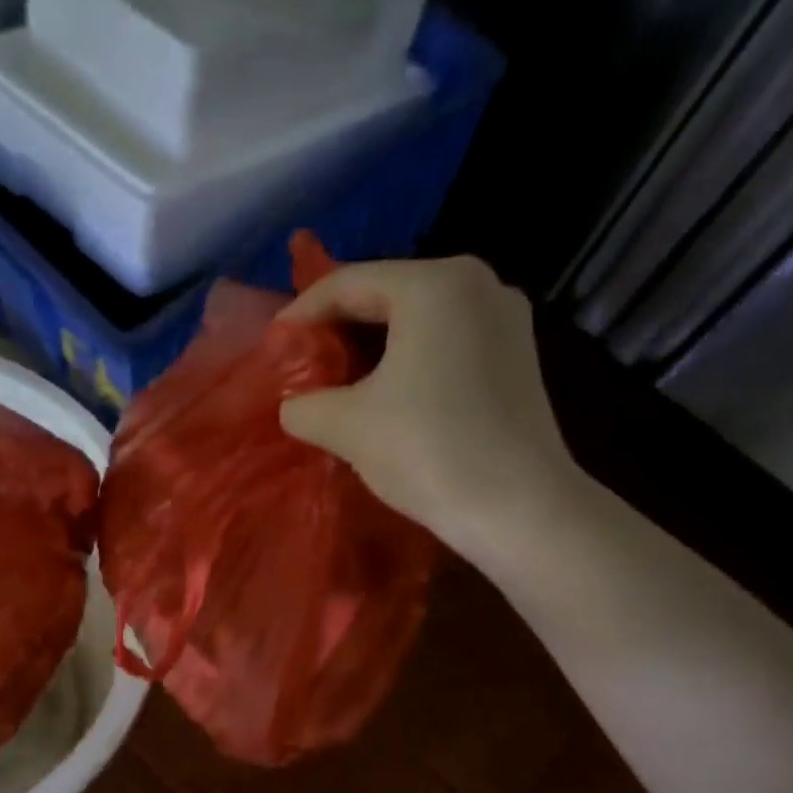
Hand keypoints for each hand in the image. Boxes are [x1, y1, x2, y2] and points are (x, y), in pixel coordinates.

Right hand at [277, 257, 587, 559]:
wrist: (518, 509)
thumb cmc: (428, 450)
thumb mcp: (346, 426)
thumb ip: (304, 404)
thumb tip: (293, 405)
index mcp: (436, 284)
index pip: (349, 283)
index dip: (302, 313)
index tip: (273, 346)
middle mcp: (479, 284)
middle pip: (388, 295)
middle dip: (339, 329)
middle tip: (302, 363)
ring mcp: (507, 321)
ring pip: (420, 322)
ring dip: (374, 348)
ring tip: (339, 382)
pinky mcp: (519, 359)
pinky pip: (448, 344)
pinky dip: (410, 361)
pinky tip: (388, 395)